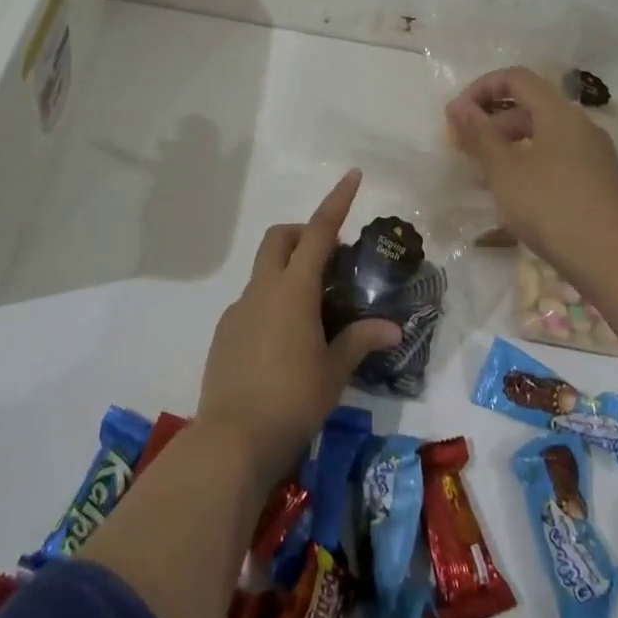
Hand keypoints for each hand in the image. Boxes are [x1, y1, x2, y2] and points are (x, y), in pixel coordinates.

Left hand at [197, 170, 401, 482]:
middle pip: (280, 239)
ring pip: (264, 271)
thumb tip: (393, 329)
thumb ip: (360, 342)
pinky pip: (252, 302)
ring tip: (314, 313)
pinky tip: (285, 344)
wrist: (231, 441)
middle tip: (331, 260)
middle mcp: (262, 290)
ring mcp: (238, 310)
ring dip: (289, 272)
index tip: (352, 175)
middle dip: (305, 234)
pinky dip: (272, 302)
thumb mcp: (333, 371)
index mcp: (293, 290)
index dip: (337, 201)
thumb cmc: (292, 400)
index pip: (319, 231)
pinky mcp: (224, 333)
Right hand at [445, 67, 617, 285]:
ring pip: (543, 135)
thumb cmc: (552, 208)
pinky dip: (530, 163)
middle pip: (530, 106)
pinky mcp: (599, 181)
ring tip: (483, 176)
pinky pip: (557, 157)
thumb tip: (459, 106)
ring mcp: (594, 154)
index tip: (457, 116)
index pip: (516, 78)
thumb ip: (479, 135)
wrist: (614, 261)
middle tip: (464, 149)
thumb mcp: (505, 171)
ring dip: (509, 145)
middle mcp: (581, 125)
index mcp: (559, 113)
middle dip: (492, 121)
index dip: (482, 88)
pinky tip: (515, 195)